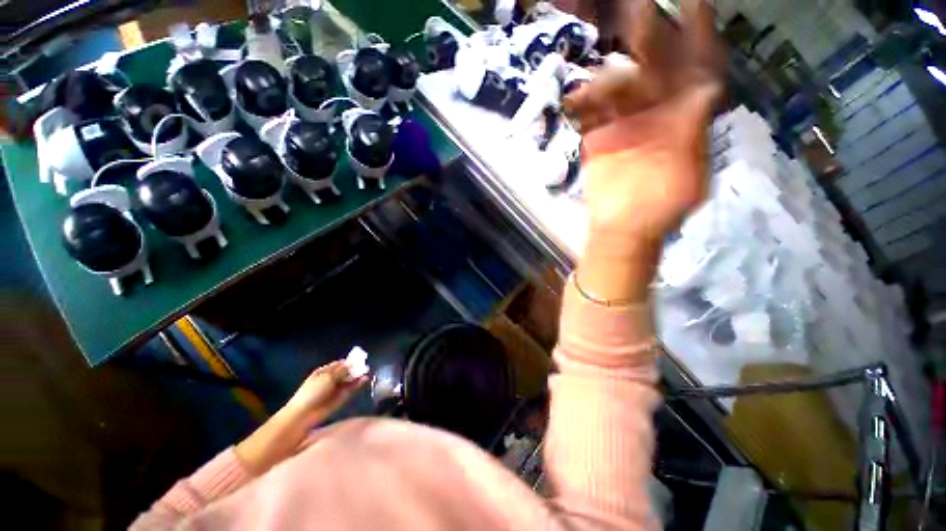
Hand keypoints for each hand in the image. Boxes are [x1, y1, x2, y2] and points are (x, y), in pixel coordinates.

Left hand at [285, 361, 367, 424]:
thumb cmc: (313, 392)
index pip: (339, 364)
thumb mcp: (328, 377)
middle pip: (346, 371)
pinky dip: (358, 384)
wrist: (305, 414)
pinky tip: (365, 379)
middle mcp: (331, 379)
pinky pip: (351, 389)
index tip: (360, 358)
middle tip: (365, 365)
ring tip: (367, 371)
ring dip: (357, 376)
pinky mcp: (341, 398)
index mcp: (324, 371)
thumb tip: (352, 362)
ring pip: (349, 380)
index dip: (349, 361)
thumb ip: (342, 370)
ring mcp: (336, 389)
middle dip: (355, 368)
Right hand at [565, 0, 722, 242]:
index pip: (695, 69)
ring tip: (596, 81)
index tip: (693, 3)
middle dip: (648, 39)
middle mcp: (656, 114)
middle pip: (654, 68)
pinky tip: (575, 102)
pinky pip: (591, 114)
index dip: (697, 36)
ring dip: (607, 79)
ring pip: (617, 88)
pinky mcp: (598, 139)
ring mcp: (624, 125)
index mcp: (684, 119)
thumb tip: (705, 85)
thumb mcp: (688, 173)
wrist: (620, 229)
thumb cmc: (658, 209)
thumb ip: (694, 131)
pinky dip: (582, 105)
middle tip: (635, 10)